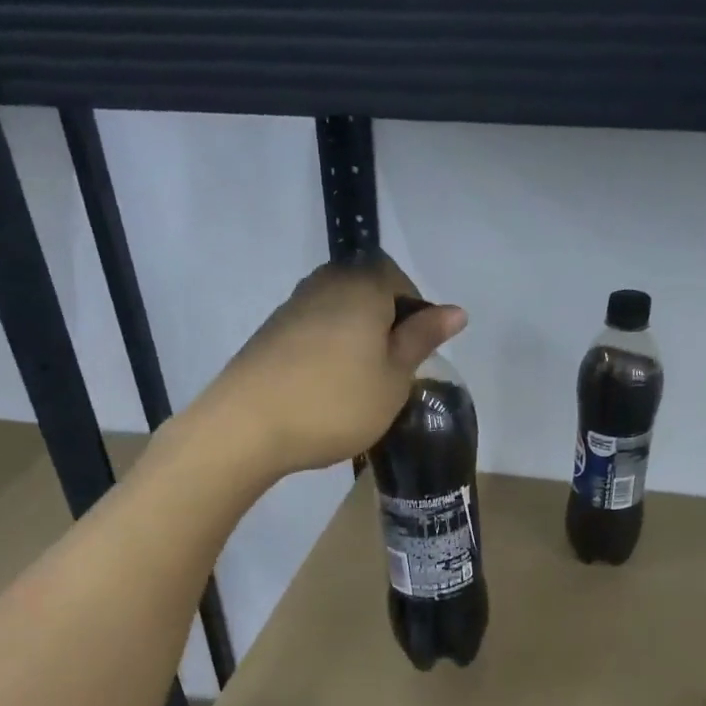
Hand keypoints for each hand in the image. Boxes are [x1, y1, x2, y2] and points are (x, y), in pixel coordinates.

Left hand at [203, 253, 466, 474]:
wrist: (249, 426)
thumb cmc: (337, 402)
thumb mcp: (394, 378)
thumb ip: (422, 339)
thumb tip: (456, 311)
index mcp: (362, 286)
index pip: (398, 279)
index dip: (415, 312)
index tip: (418, 353)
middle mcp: (325, 283)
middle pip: (367, 292)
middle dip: (386, 325)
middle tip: (394, 370)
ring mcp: (292, 307)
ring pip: (340, 313)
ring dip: (357, 339)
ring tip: (363, 383)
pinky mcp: (270, 334)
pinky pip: (315, 331)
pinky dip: (330, 351)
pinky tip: (330, 387)